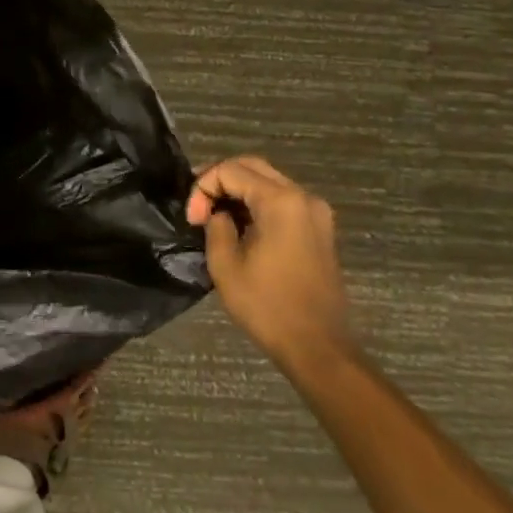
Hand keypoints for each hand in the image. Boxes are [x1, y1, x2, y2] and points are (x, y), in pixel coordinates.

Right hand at [186, 155, 351, 366]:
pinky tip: (239, 223)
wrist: (317, 346)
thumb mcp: (225, 263)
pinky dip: (257, 202)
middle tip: (197, 205)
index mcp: (281, 202)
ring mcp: (316, 212)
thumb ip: (216, 225)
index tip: (192, 219)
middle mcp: (303, 197)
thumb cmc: (267, 305)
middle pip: (252, 166)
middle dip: (219, 179)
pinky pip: (283, 199)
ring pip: (268, 180)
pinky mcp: (320, 229)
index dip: (203, 188)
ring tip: (213, 212)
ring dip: (238, 189)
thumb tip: (216, 213)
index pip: (230, 170)